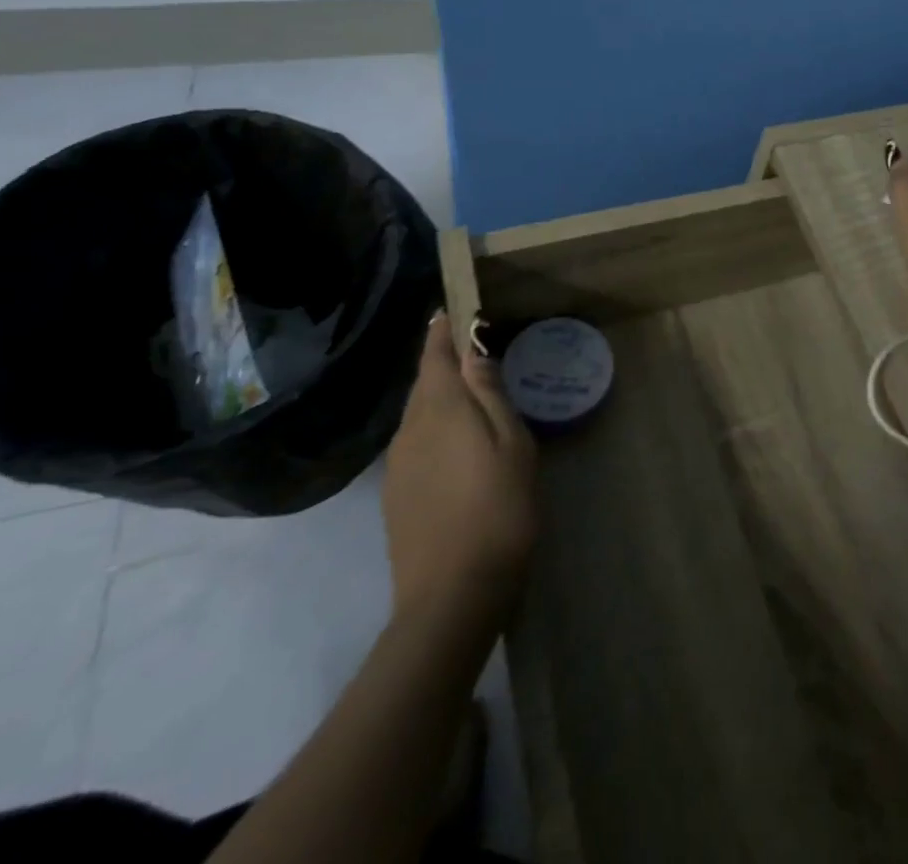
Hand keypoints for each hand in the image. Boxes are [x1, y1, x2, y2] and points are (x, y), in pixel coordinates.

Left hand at [383, 313, 537, 625]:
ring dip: (441, 398)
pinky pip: (416, 443)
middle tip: (474, 350)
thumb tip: (474, 350)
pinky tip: (458, 445)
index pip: (435, 355)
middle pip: (424, 384)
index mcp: (440, 410)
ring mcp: (397, 465)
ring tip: (473, 396)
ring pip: (419, 415)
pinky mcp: (396, 495)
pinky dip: (435, 429)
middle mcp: (409, 430)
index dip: (442, 330)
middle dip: (444, 363)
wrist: (451, 596)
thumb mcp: (512, 443)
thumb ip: (490, 394)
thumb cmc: (498, 509)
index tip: (452, 309)